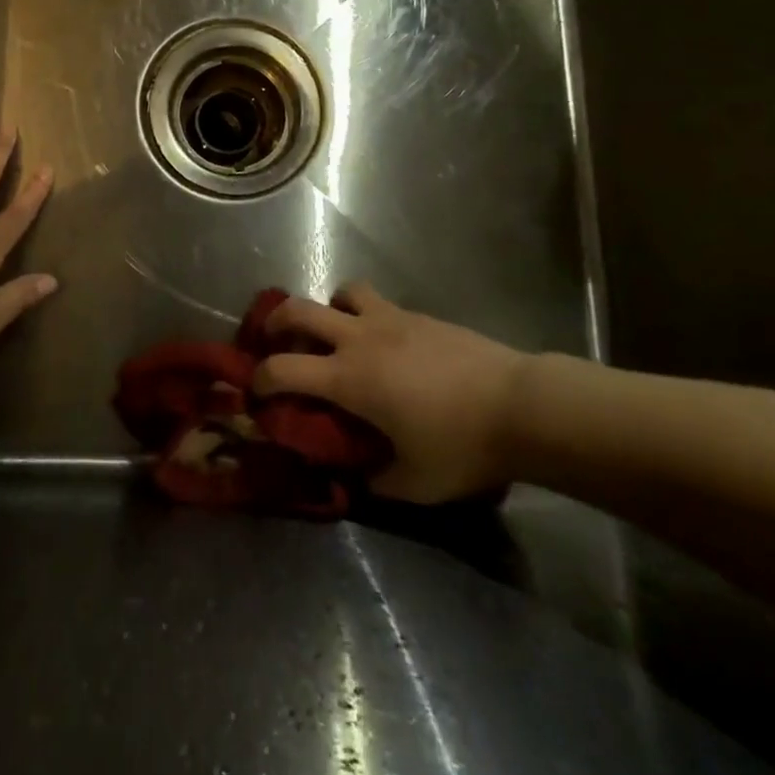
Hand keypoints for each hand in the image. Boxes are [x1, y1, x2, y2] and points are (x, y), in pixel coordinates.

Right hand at [253, 282, 528, 502]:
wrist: (520, 405)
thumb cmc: (462, 446)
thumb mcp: (414, 483)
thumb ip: (375, 479)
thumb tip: (355, 476)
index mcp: (350, 378)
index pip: (283, 368)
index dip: (259, 379)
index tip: (254, 392)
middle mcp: (360, 338)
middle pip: (299, 309)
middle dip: (275, 321)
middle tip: (273, 340)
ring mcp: (390, 319)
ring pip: (342, 292)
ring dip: (329, 308)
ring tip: (336, 333)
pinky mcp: (418, 315)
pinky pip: (378, 303)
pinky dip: (366, 315)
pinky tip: (385, 344)